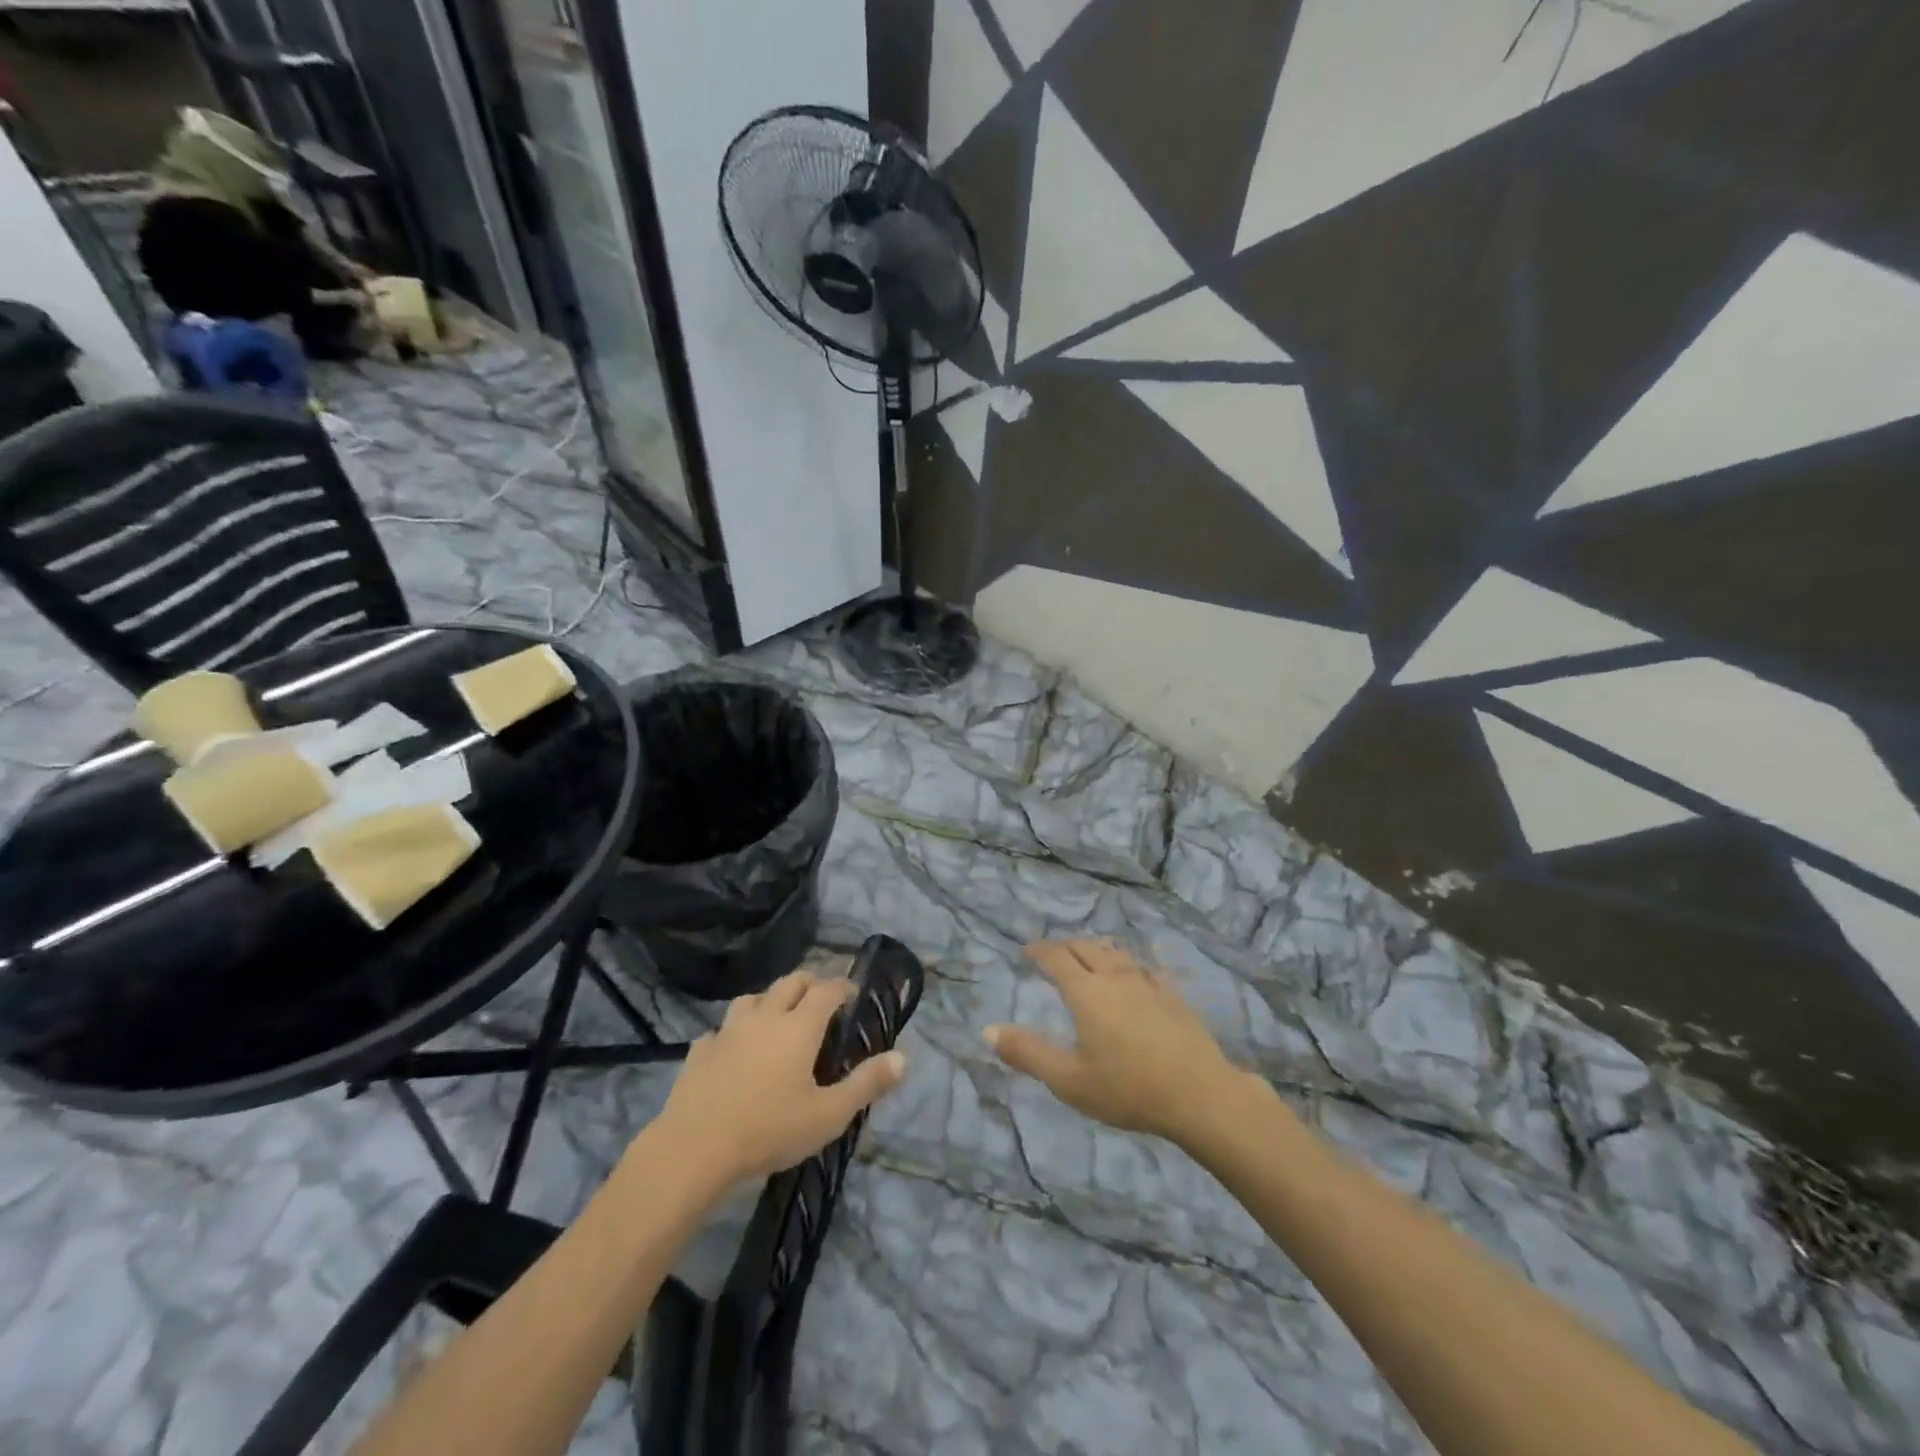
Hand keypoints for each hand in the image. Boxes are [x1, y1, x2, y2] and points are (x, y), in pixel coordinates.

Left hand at [655, 969, 907, 1185]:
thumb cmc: (769, 1130)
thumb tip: (903, 1058)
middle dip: (810, 984)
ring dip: (769, 1001)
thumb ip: (867, 1084)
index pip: (827, 989)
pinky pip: (719, 1031)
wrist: (694, 1150)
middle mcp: (764, 1017)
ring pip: (752, 998)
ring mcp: (727, 1031)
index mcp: (799, 1027)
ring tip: (776, 1020)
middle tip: (821, 1002)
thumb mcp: (829, 1115)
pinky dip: (732, 1034)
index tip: (853, 994)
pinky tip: (732, 1052)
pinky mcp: (699, 1052)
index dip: (843, 986)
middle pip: (790, 982)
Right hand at [986, 940, 1250, 1144]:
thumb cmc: (1127, 1088)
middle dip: (1065, 946)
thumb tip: (987, 1031)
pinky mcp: (1172, 994)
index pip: (1057, 957)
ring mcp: (1148, 982)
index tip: (1027, 951)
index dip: (1040, 950)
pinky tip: (1133, 977)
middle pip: (1086, 947)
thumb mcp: (1069, 1080)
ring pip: (1116, 952)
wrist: (1200, 1094)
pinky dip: (1127, 964)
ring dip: (1096, 950)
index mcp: (1086, 991)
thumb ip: (1027, 1053)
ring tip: (1088, 957)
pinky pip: (1143, 967)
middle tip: (1053, 954)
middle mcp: (1115, 976)